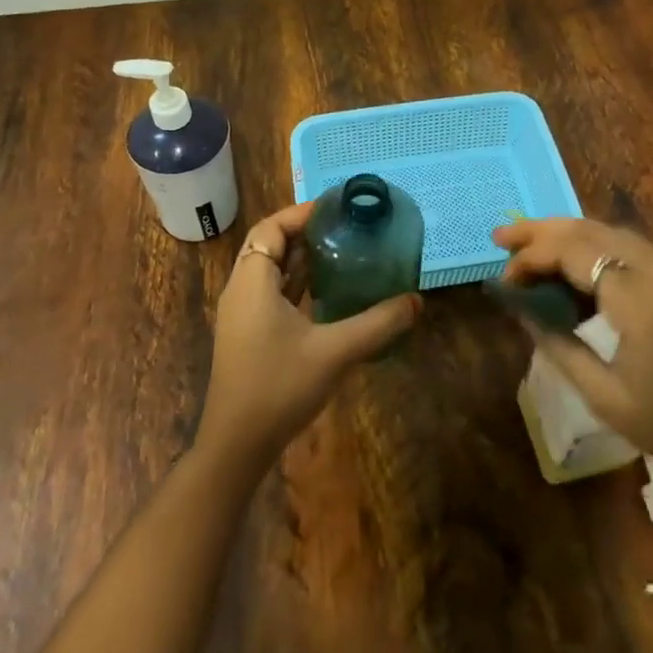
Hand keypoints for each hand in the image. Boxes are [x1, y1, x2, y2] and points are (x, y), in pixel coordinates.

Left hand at [195, 201, 420, 472]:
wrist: (236, 445)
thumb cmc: (278, 387)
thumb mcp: (334, 352)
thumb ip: (378, 324)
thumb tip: (417, 301)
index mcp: (252, 281)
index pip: (271, 228)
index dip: (301, 213)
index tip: (337, 208)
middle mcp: (242, 290)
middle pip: (270, 245)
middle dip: (305, 232)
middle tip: (346, 226)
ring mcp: (243, 314)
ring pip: (271, 271)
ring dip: (301, 258)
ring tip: (343, 250)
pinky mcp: (249, 335)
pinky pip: (272, 294)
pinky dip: (297, 284)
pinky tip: (329, 291)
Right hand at [493, 216, 652, 526]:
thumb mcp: (607, 399)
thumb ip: (560, 346)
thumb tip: (521, 311)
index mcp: (640, 298)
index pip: (573, 252)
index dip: (531, 257)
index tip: (503, 279)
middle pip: (592, 230)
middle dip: (543, 230)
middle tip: (502, 238)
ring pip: (614, 235)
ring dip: (570, 236)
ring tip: (530, 249)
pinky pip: (633, 253)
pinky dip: (597, 251)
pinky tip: (577, 273)